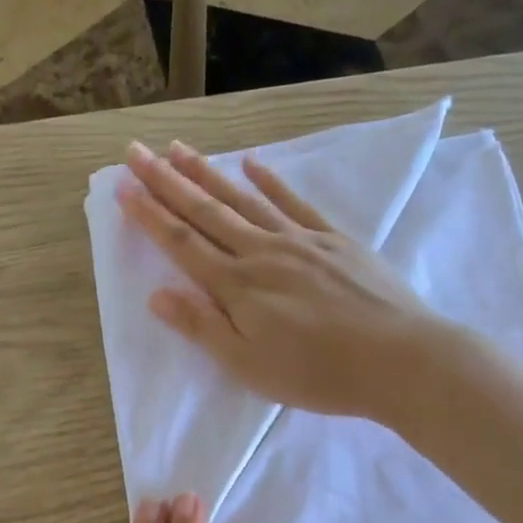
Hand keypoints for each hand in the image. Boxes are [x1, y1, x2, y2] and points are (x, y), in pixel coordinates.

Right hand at [117, 140, 449, 419]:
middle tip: (136, 152)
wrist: (399, 360)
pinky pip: (293, 202)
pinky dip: (270, 180)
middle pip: (206, 211)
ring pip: (243, 199)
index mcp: (237, 286)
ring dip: (207, 173)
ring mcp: (300, 240)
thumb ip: (202, 327)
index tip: (122, 187)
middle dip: (166, 181)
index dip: (149, 215)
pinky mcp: (333, 239)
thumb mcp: (248, 364)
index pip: (182, 244)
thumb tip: (156, 294)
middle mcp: (261, 252)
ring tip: (178, 149)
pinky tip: (251, 161)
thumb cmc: (316, 373)